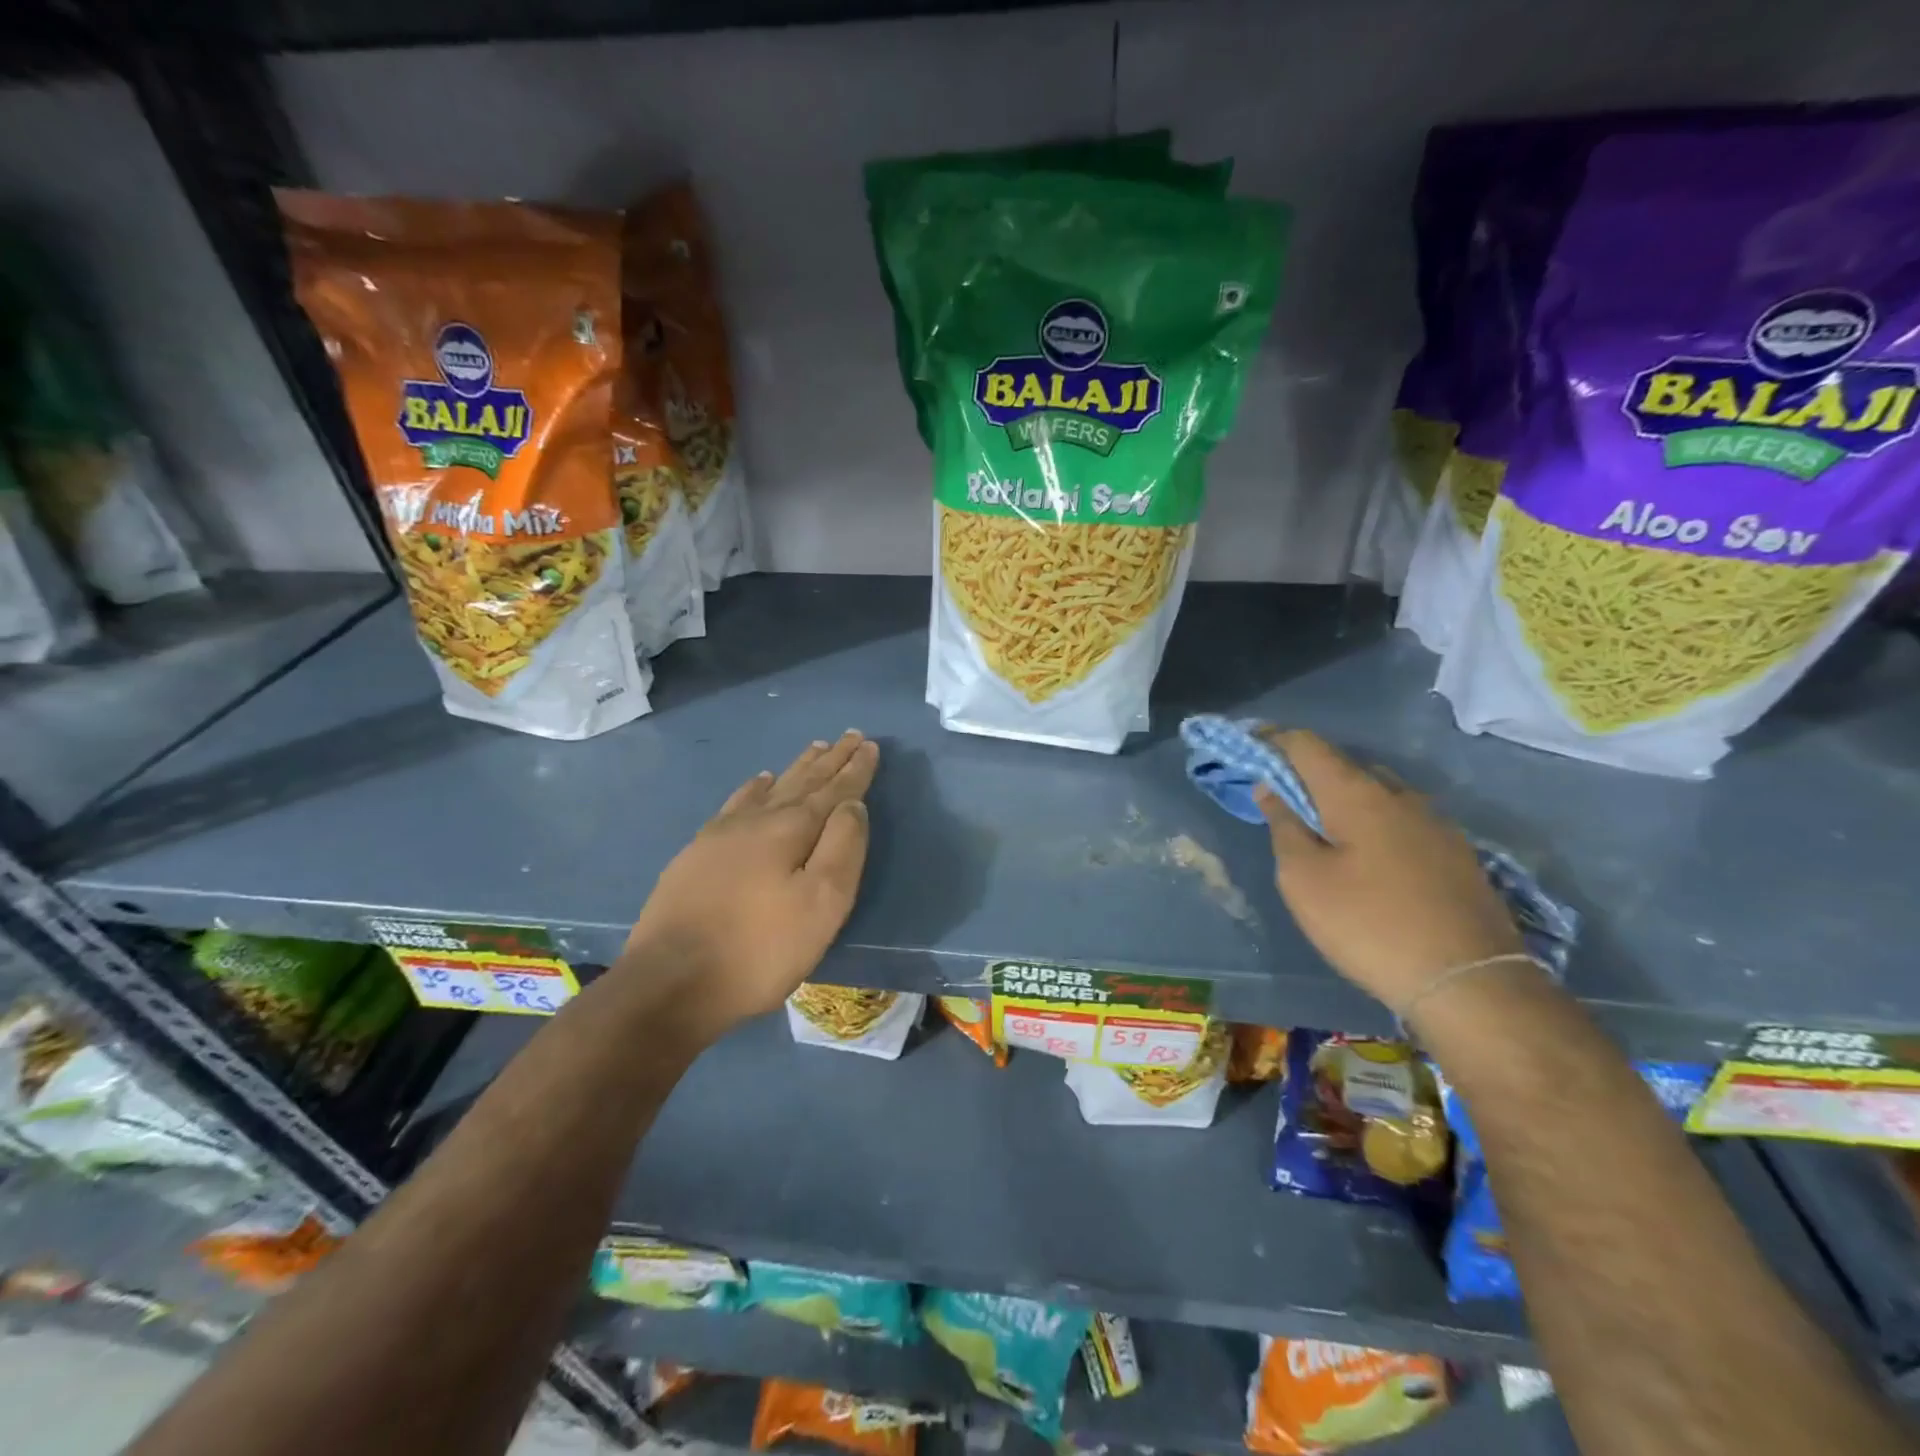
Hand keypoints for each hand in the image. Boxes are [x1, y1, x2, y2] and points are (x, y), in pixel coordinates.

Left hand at [622, 731, 879, 1031]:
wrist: (670, 983)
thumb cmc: (759, 950)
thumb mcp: (821, 905)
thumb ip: (843, 849)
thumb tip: (853, 806)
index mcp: (790, 830)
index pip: (833, 790)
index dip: (855, 769)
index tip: (870, 744)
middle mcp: (757, 820)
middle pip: (802, 781)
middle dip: (830, 760)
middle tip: (849, 736)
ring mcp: (722, 834)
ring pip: (770, 788)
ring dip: (797, 768)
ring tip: (815, 748)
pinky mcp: (698, 852)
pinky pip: (736, 804)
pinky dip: (754, 788)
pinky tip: (759, 782)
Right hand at [1254, 729, 1521, 1013]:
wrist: (1470, 983)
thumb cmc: (1369, 925)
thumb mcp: (1304, 880)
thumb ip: (1284, 827)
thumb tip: (1272, 789)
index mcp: (1357, 794)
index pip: (1307, 744)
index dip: (1272, 740)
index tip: (1247, 749)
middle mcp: (1400, 795)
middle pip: (1344, 765)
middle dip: (1307, 774)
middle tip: (1281, 801)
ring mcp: (1436, 823)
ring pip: (1377, 793)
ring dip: (1342, 800)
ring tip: (1322, 832)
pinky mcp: (1457, 853)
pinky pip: (1401, 820)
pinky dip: (1372, 823)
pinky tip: (1366, 858)